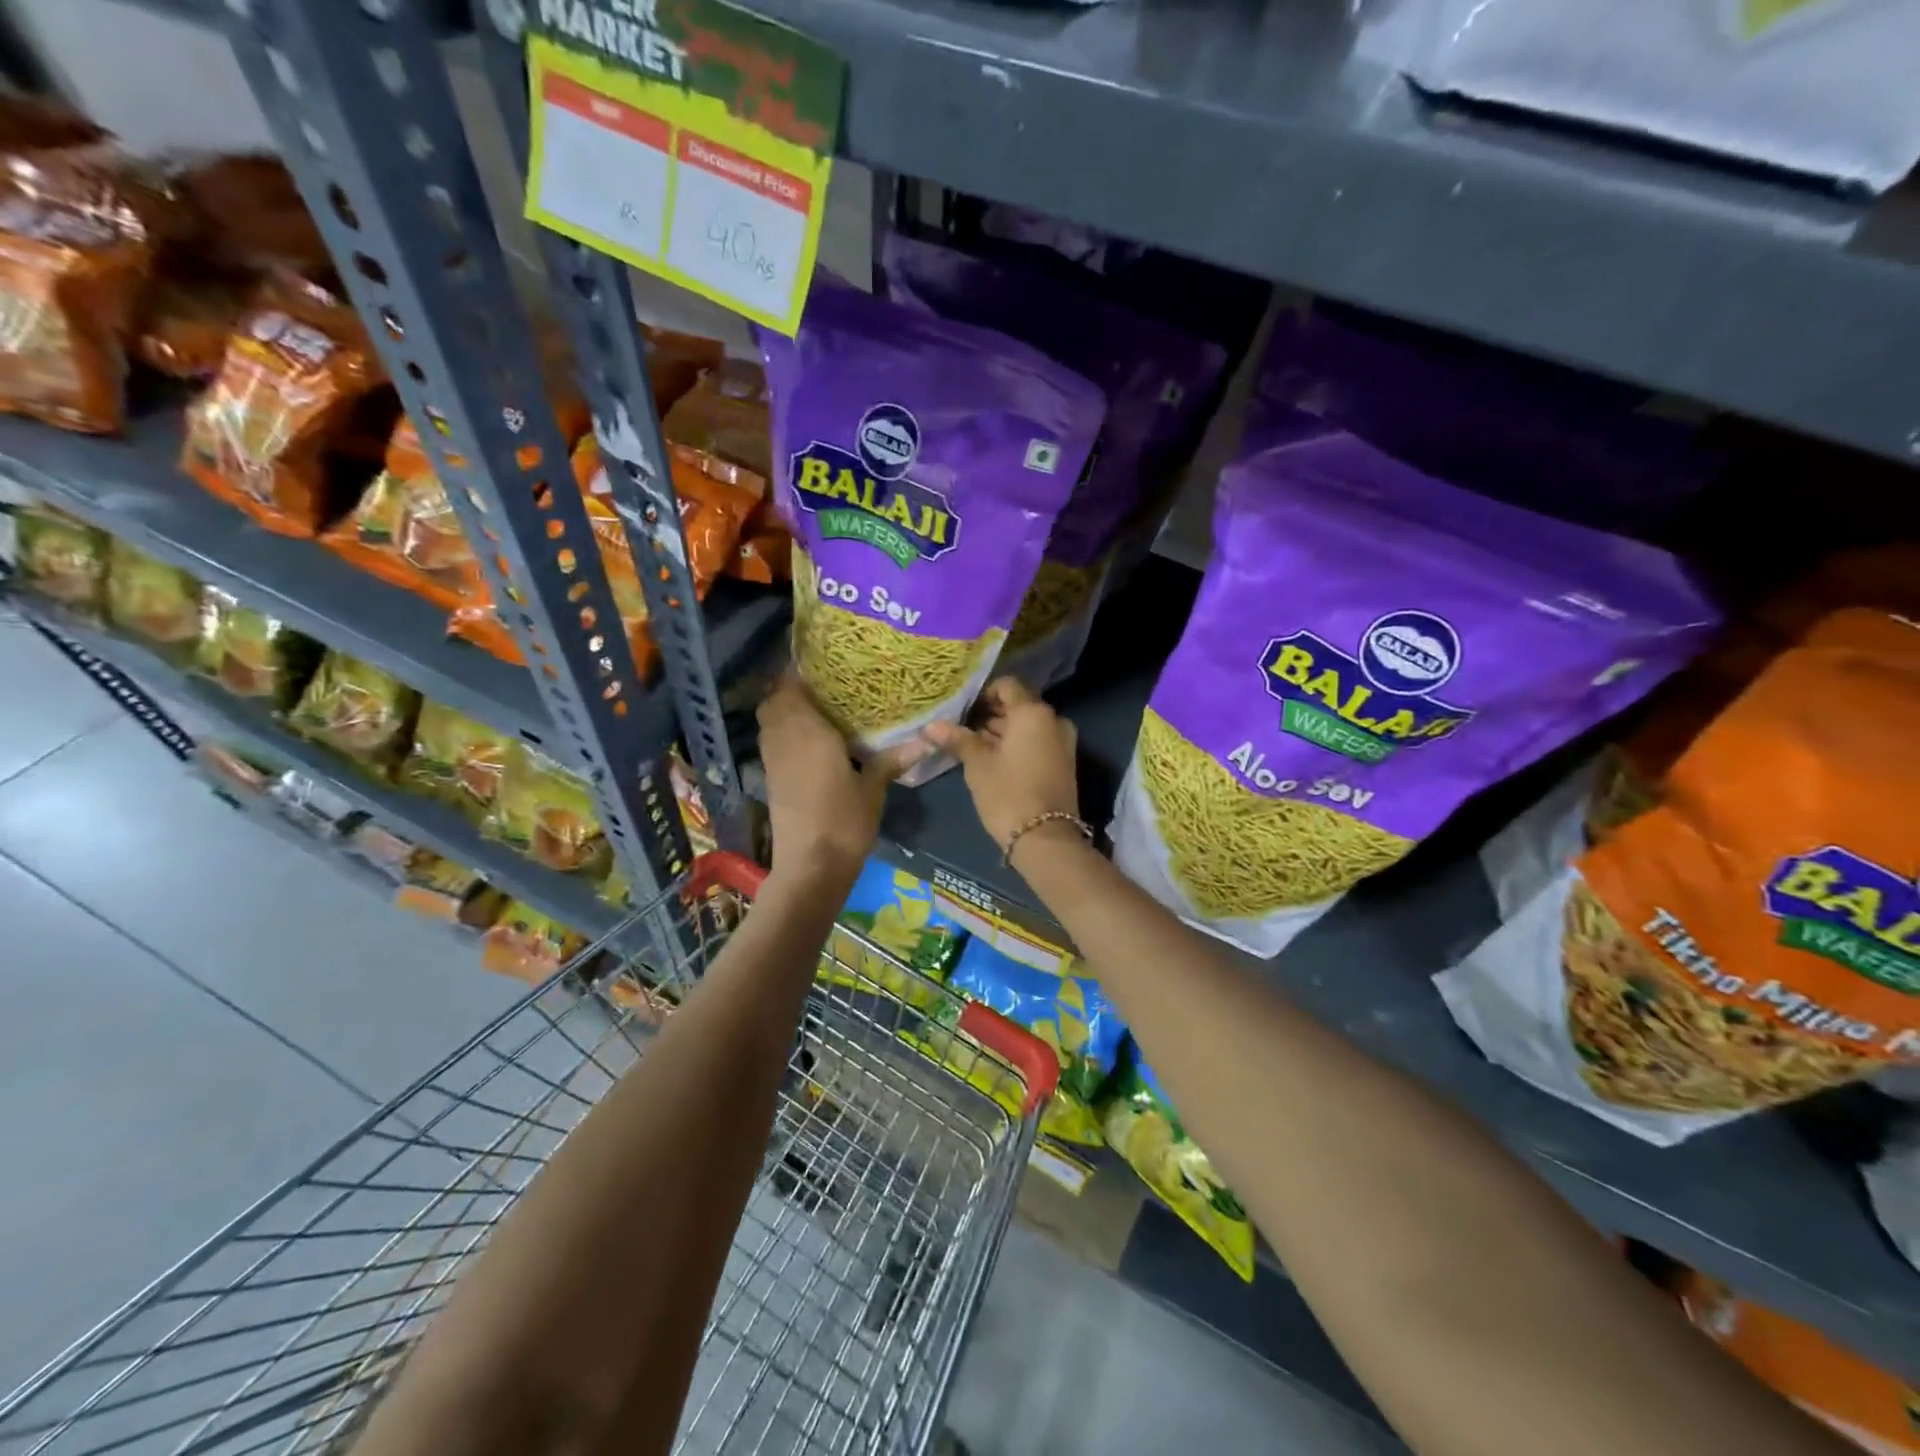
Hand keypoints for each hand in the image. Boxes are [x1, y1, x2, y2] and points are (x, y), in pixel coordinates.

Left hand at [757, 673, 927, 884]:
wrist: (810, 865)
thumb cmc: (844, 822)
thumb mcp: (873, 788)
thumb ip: (892, 760)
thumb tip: (926, 740)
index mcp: (808, 731)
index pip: (792, 684)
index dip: (801, 668)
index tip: (824, 660)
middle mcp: (784, 737)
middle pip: (774, 698)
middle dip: (791, 686)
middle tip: (824, 683)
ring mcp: (773, 758)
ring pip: (769, 718)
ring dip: (785, 707)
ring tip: (817, 705)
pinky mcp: (771, 777)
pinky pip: (772, 738)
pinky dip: (783, 729)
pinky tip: (809, 738)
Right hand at [924, 678, 1079, 860]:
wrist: (1045, 839)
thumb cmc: (1008, 793)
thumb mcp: (977, 764)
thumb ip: (957, 739)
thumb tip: (930, 725)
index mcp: (1033, 712)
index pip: (1007, 686)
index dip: (982, 694)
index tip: (962, 712)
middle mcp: (1053, 720)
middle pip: (1018, 706)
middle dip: (990, 715)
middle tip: (961, 730)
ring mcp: (1062, 742)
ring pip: (1027, 726)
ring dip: (1002, 732)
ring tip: (971, 746)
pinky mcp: (1063, 763)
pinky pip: (1036, 742)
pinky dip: (1016, 745)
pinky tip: (992, 761)